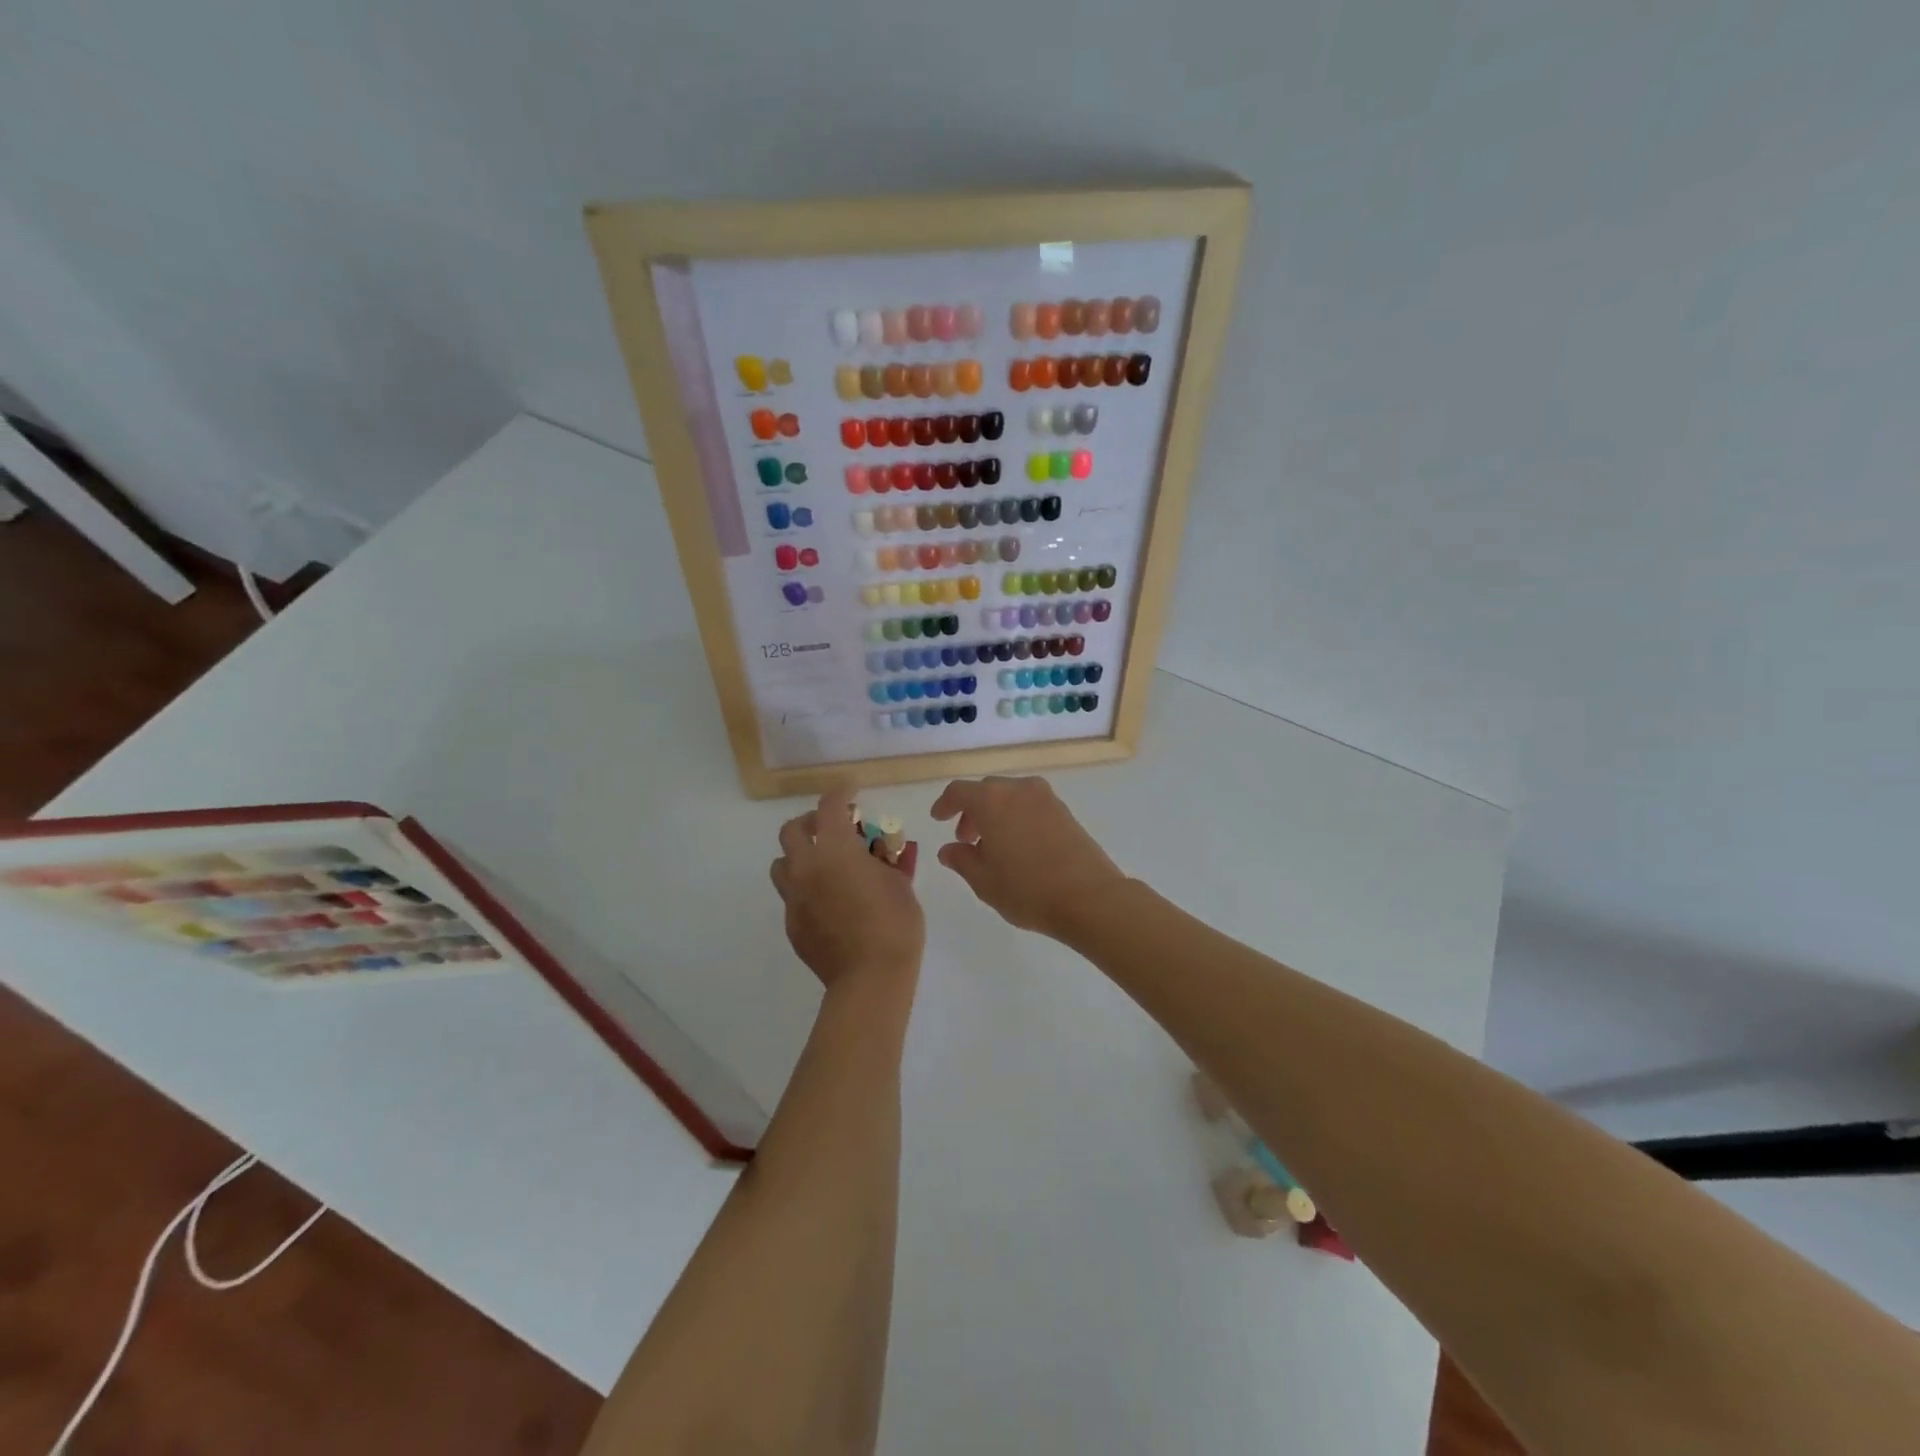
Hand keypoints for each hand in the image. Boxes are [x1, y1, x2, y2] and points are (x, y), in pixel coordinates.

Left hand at [770, 786, 924, 996]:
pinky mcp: (792, 924)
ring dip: (799, 856)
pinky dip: (806, 889)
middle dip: (811, 822)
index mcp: (835, 850)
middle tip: (832, 829)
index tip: (852, 794)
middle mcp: (806, 867)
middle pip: (792, 830)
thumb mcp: (899, 883)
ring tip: (823, 866)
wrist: (870, 978)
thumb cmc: (894, 924)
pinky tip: (828, 902)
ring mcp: (794, 898)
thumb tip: (879, 853)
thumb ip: (885, 860)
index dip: (841, 794)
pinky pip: (791, 896)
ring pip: (782, 863)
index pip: (830, 806)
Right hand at [930, 777, 1126, 939]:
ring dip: (996, 814)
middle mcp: (1019, 790)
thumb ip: (961, 860)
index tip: (938, 819)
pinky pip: (1031, 806)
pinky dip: (1017, 817)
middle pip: (986, 791)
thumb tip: (950, 849)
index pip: (959, 791)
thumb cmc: (1028, 890)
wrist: (1090, 898)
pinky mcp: (1065, 812)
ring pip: (1010, 797)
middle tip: (967, 839)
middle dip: (972, 811)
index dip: (945, 804)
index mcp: (992, 800)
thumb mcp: (984, 881)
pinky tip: (1019, 847)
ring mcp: (1046, 798)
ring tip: (994, 847)